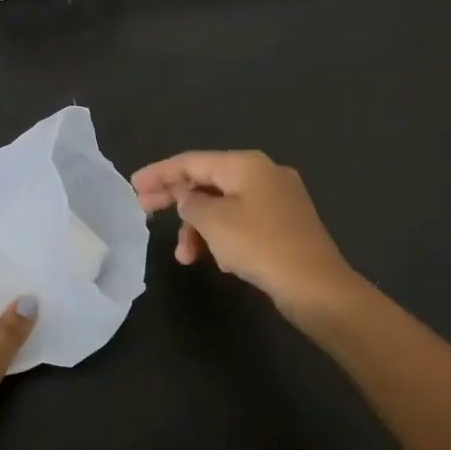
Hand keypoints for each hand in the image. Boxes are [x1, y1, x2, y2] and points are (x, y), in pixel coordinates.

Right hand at [131, 150, 367, 332]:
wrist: (318, 288)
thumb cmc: (261, 246)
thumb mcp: (215, 223)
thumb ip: (191, 204)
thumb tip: (187, 197)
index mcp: (247, 164)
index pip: (192, 161)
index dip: (160, 173)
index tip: (133, 186)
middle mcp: (263, 174)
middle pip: (207, 181)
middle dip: (176, 199)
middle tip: (144, 211)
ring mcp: (277, 199)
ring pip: (224, 206)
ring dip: (200, 228)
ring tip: (186, 257)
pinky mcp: (284, 225)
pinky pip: (242, 222)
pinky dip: (223, 236)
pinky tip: (219, 261)